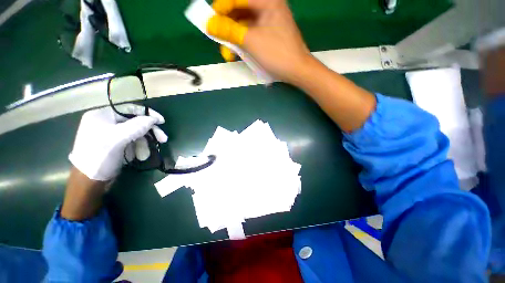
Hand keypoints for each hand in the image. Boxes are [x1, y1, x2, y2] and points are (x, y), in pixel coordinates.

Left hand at [69, 104, 167, 180]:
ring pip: (135, 134)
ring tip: (146, 154)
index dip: (147, 113)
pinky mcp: (115, 145)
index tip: (161, 121)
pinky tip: (139, 156)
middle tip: (163, 139)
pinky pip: (132, 142)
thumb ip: (137, 125)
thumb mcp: (118, 138)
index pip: (129, 109)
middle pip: (135, 123)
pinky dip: (138, 148)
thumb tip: (153, 119)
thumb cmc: (100, 156)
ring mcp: (111, 134)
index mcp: (102, 115)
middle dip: (149, 132)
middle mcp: (107, 123)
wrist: (89, 181)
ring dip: (144, 143)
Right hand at [207, 0, 311, 82]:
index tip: (209, 22)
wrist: (297, 70)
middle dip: (227, 26)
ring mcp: (269, 21)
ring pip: (244, 24)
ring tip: (227, 53)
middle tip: (218, 39)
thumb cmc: (277, 53)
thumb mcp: (251, 41)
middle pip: (240, 10)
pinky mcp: (268, 34)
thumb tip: (209, 24)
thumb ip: (229, 30)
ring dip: (233, 38)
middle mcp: (268, 6)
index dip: (221, 8)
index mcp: (267, 0)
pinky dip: (242, 42)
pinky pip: (251, 33)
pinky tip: (237, 53)